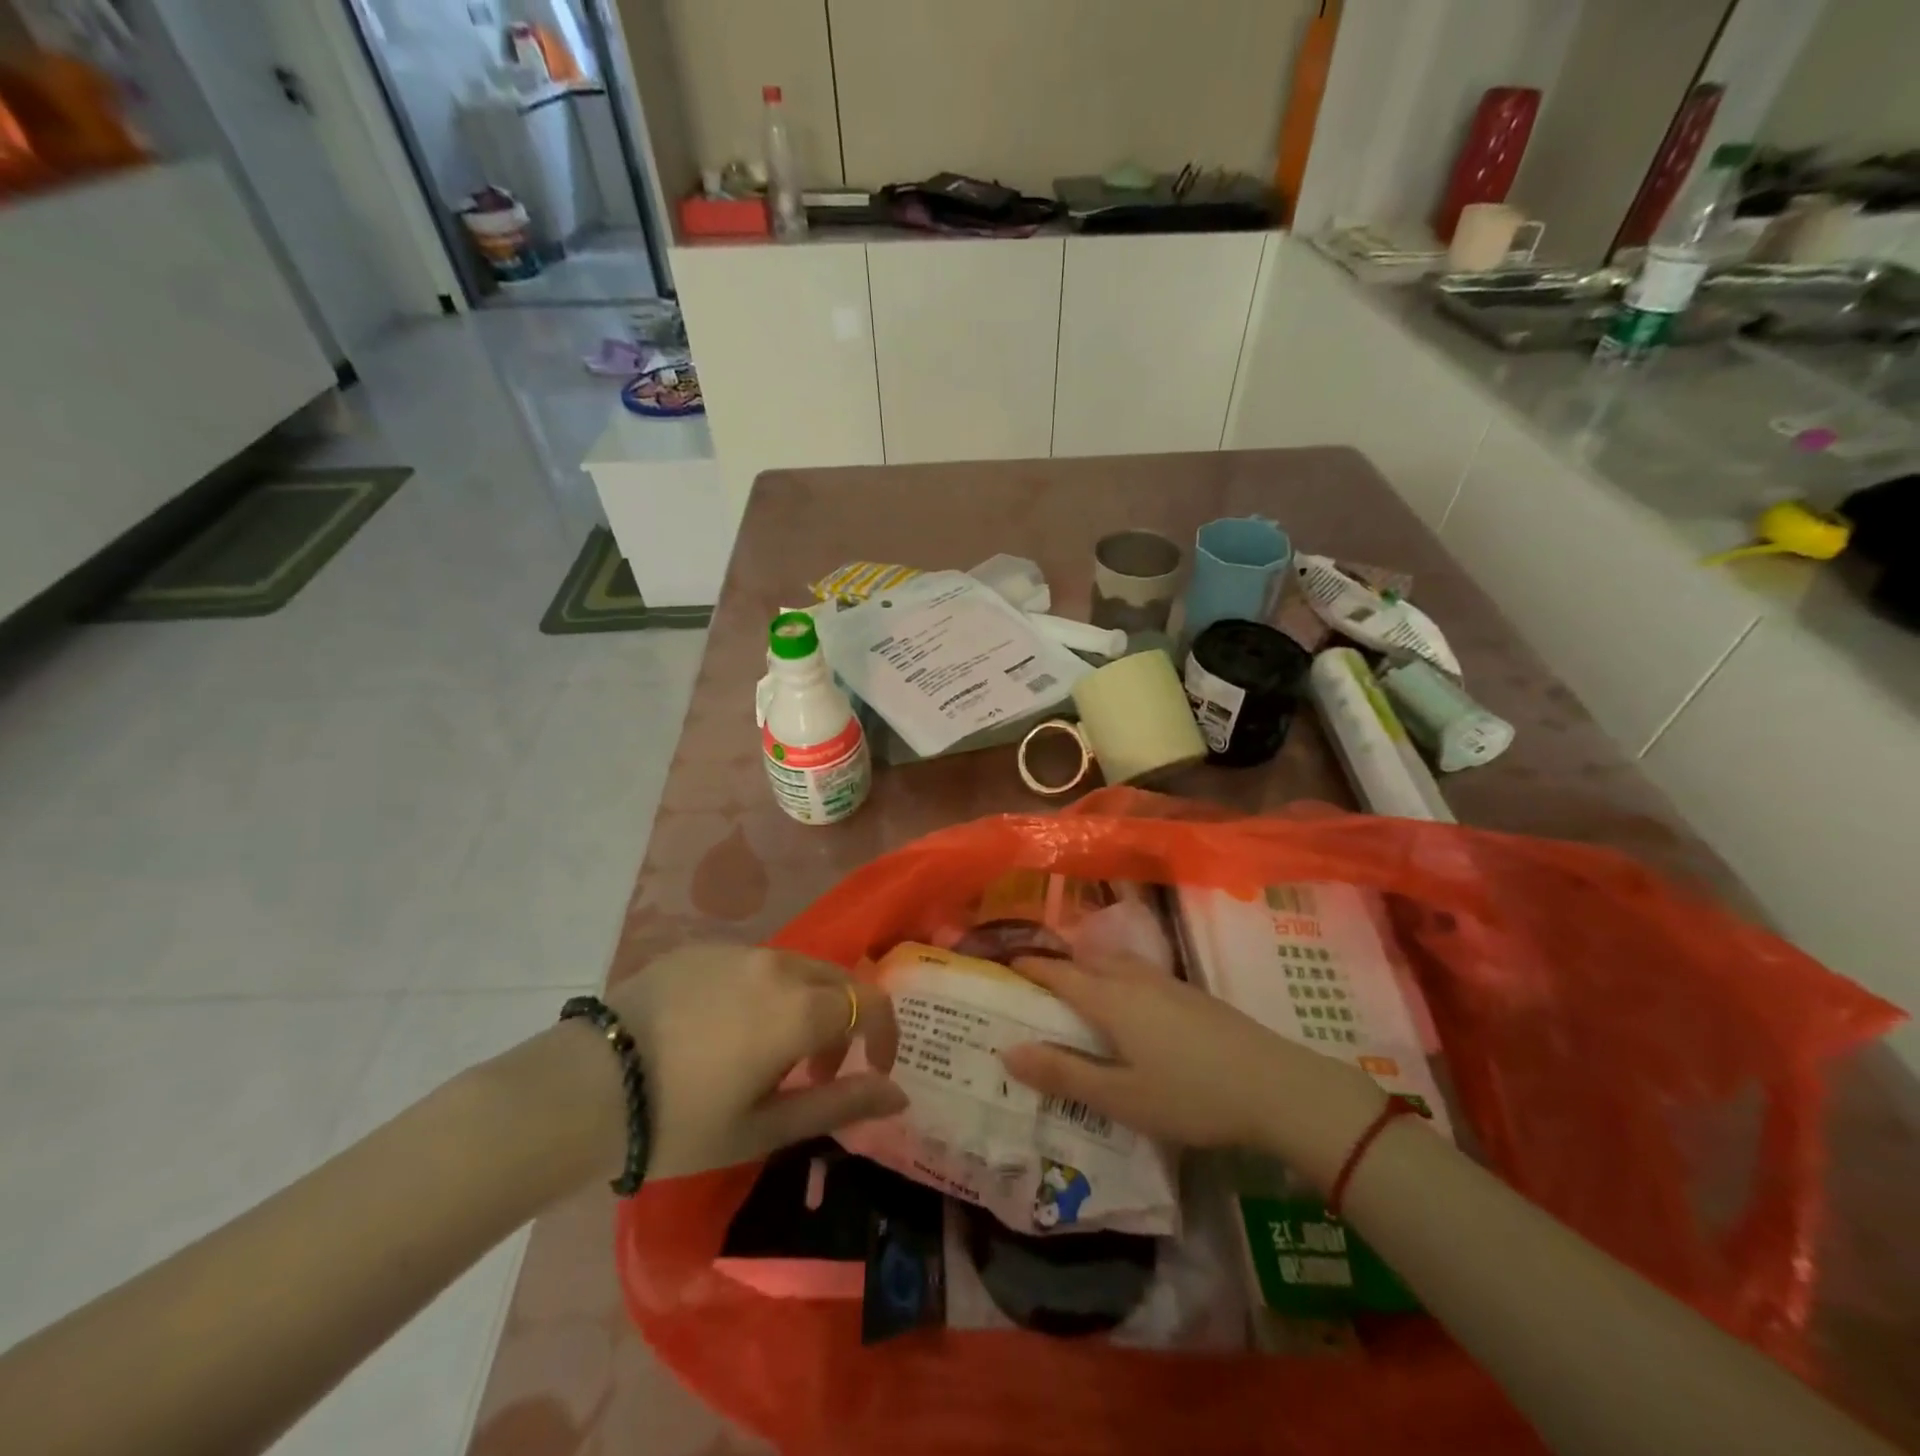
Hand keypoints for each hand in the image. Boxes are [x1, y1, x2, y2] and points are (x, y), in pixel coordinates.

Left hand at [606, 944, 906, 1178]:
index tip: (874, 1070)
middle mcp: (777, 965)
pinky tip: (725, 1030)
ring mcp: (737, 951)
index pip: (871, 1003)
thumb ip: (841, 1103)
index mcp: (799, 1007)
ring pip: (797, 969)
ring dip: (805, 1005)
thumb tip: (899, 1092)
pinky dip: (765, 992)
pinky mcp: (703, 948)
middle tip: (817, 1072)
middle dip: (845, 1023)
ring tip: (770, 1054)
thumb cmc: (681, 1121)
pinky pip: (755, 964)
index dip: (885, 1035)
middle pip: (837, 981)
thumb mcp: (765, 1127)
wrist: (584, 1087)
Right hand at [999, 954, 1386, 1183]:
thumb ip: (1063, 1074)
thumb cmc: (1190, 1094)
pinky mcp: (1191, 994)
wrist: (1274, 1085)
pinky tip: (1128, 1006)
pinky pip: (1138, 974)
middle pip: (1086, 961)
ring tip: (1077, 991)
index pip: (1058, 973)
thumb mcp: (1120, 1097)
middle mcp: (1134, 980)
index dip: (1030, 967)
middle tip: (1035, 985)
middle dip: (1058, 966)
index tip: (1004, 965)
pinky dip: (1117, 978)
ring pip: (1115, 964)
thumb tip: (1008, 1051)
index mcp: (1110, 999)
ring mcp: (1166, 983)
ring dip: (1090, 969)